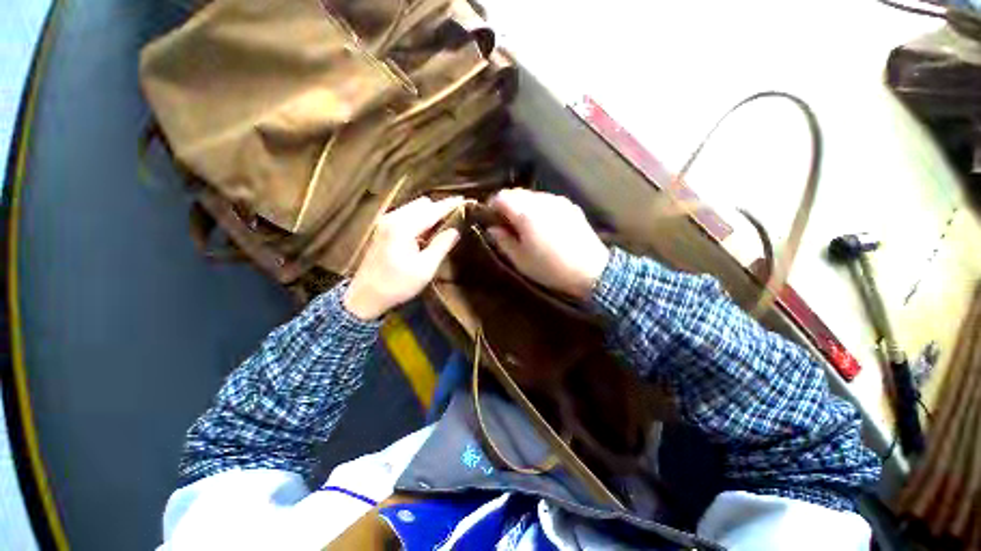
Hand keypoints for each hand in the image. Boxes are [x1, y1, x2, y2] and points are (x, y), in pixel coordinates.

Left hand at [344, 196, 463, 319]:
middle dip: (440, 208)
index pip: (432, 210)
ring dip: (430, 214)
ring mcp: (385, 221)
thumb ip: (441, 245)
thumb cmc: (397, 285)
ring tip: (443, 228)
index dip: (450, 205)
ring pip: (414, 208)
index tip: (465, 200)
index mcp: (403, 227)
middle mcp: (393, 218)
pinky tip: (426, 233)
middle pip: (423, 204)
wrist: (365, 296)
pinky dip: (419, 219)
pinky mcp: (383, 227)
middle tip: (456, 220)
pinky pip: (406, 214)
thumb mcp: (425, 268)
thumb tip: (456, 229)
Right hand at [488, 189, 608, 299]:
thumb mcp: (520, 260)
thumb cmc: (550, 267)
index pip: (501, 196)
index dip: (492, 205)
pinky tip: (544, 224)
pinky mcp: (570, 206)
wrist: (591, 270)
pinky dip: (539, 207)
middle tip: (506, 223)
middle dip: (507, 204)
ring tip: (525, 225)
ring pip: (533, 195)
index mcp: (526, 213)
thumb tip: (492, 228)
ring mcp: (558, 201)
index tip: (491, 218)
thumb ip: (503, 241)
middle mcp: (542, 201)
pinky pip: (548, 200)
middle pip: (517, 192)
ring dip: (523, 205)